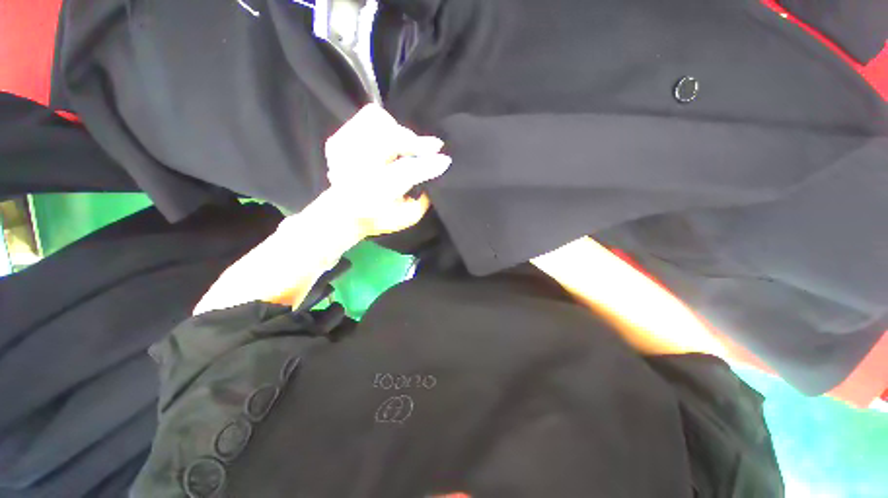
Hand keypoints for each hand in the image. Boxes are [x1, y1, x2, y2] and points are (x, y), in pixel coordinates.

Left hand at [193, 105, 449, 314]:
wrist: (337, 217)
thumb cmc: (373, 221)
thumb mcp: (403, 220)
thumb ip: (420, 204)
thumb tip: (430, 185)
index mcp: (374, 193)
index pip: (406, 173)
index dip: (428, 165)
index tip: (445, 160)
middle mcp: (357, 169)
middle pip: (390, 139)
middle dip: (414, 142)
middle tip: (430, 147)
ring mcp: (343, 153)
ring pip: (375, 124)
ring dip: (397, 133)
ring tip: (408, 145)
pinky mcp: (337, 143)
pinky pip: (363, 123)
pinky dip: (380, 127)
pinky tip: (389, 142)